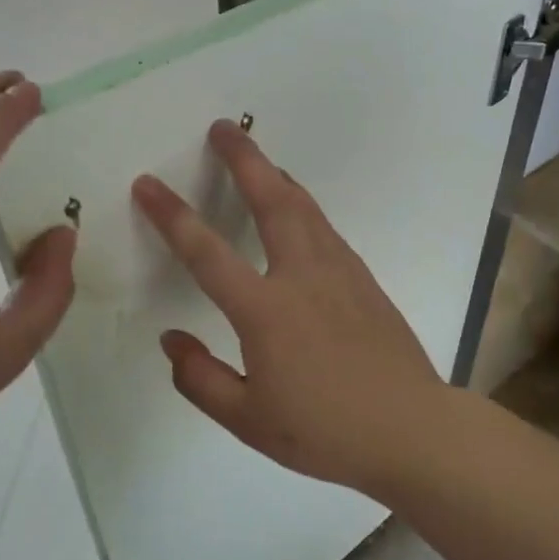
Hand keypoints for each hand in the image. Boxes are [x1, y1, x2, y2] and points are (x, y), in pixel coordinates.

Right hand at [132, 119, 447, 494]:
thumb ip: (200, 379)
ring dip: (278, 177)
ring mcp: (341, 274)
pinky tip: (300, 213)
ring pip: (305, 208)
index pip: (207, 252)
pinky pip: (327, 231)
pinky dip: (305, 208)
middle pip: (272, 201)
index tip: (148, 183)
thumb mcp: (248, 419)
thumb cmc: (324, 432)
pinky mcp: (366, 281)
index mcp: (266, 311)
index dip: (172, 215)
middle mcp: (303, 277)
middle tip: (224, 127)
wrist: (410, 430)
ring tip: (259, 160)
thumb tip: (172, 340)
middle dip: (244, 159)